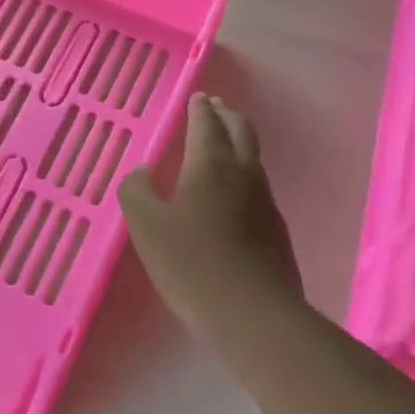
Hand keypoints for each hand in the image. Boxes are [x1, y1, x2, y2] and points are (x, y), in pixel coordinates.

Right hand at [118, 92, 302, 340]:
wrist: (254, 315)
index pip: (207, 125)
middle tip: (216, 108)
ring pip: (255, 159)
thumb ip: (137, 191)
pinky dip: (245, 174)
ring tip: (225, 144)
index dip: (200, 109)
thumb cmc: (191, 262)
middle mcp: (243, 175)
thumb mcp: (146, 225)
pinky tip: (234, 194)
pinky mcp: (277, 232)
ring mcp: (265, 204)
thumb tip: (143, 172)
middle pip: (242, 133)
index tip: (198, 98)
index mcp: (209, 165)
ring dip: (240, 143)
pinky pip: (259, 188)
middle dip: (228, 116)